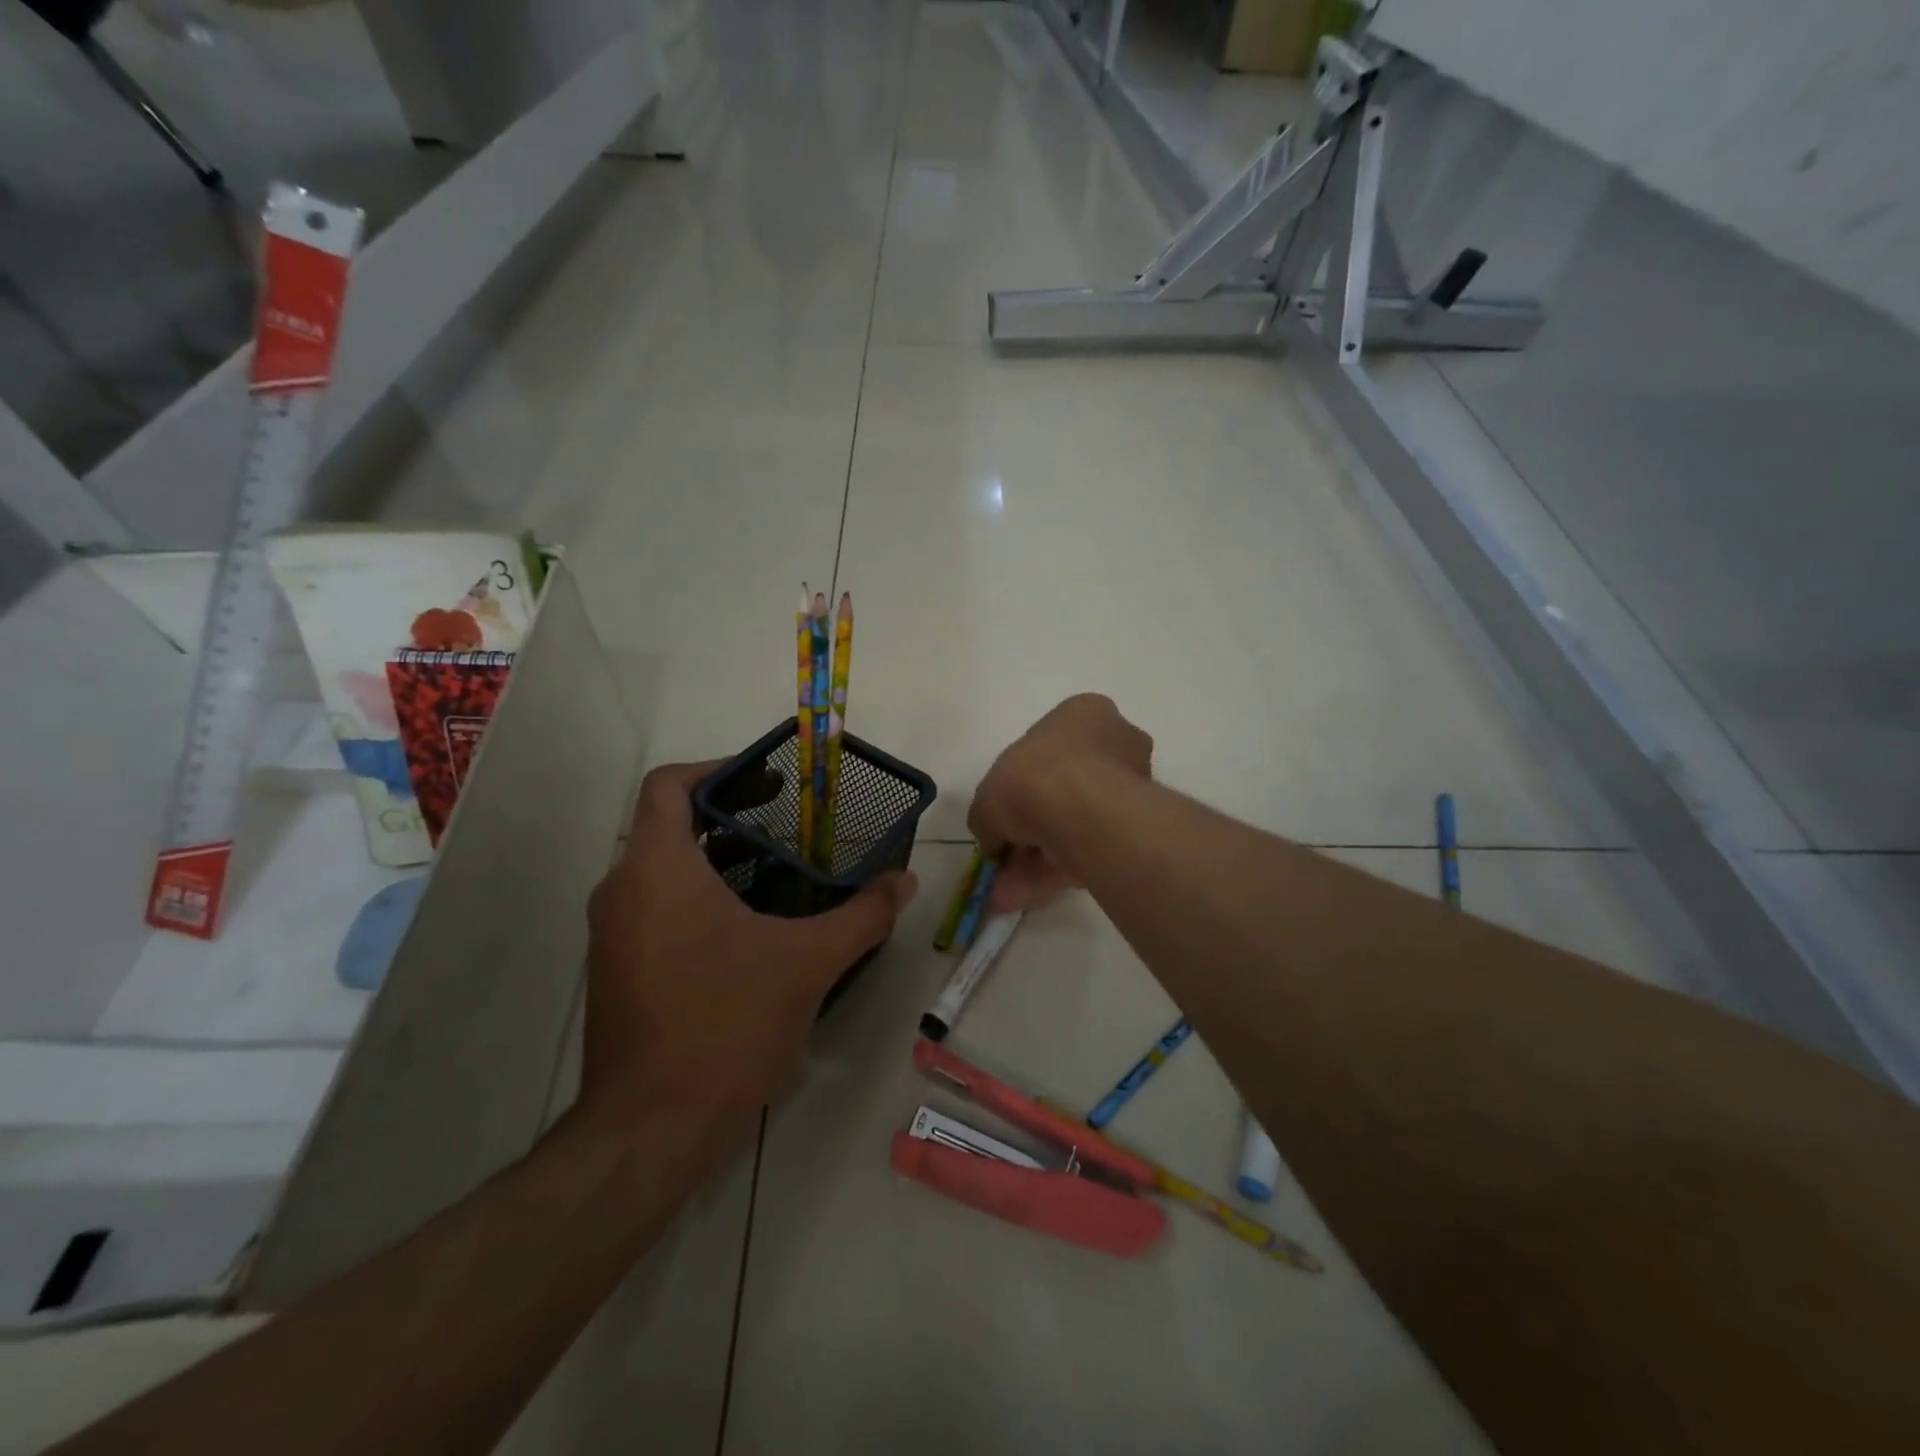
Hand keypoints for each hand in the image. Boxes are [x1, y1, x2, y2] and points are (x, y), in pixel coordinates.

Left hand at [579, 762, 918, 1153]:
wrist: (650, 1132)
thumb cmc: (726, 1026)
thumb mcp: (808, 963)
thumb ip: (863, 915)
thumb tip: (905, 882)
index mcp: (657, 869)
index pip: (669, 784)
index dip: (716, 769)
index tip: (767, 783)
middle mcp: (621, 890)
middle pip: (669, 825)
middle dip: (730, 819)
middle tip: (790, 827)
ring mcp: (612, 935)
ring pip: (662, 871)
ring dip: (717, 862)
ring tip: (779, 875)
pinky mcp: (617, 971)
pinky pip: (655, 909)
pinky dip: (698, 900)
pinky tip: (749, 932)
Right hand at [968, 694, 1151, 911]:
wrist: (1082, 810)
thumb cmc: (1033, 777)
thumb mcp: (988, 794)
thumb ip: (989, 818)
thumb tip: (993, 842)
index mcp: (1083, 714)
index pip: (1049, 747)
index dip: (1019, 783)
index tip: (1004, 814)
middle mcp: (1115, 743)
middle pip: (1066, 789)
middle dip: (1032, 828)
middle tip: (1005, 857)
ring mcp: (1131, 787)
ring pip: (1078, 824)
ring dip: (1038, 858)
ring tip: (1005, 892)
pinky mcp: (1138, 829)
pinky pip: (1089, 850)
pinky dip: (1054, 874)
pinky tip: (1021, 898)